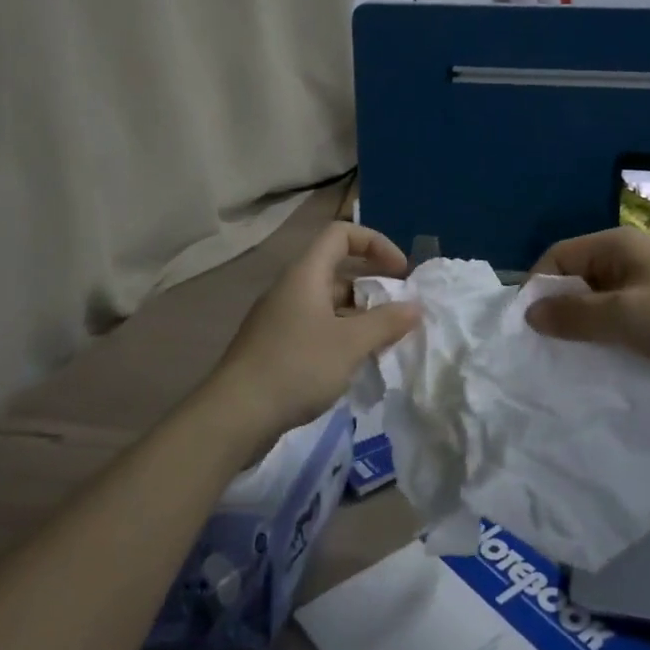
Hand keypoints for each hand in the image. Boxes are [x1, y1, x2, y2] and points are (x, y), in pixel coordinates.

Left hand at [211, 222, 420, 447]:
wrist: (234, 415)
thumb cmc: (297, 366)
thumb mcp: (351, 343)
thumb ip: (387, 322)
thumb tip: (414, 307)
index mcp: (305, 274)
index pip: (342, 234)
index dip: (375, 243)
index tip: (400, 272)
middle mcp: (291, 289)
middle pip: (337, 270)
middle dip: (372, 286)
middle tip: (398, 311)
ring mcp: (280, 319)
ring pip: (328, 303)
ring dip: (359, 315)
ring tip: (383, 342)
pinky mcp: (275, 347)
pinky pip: (316, 328)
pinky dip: (341, 336)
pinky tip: (355, 364)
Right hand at [525, 226, 649, 385]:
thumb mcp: (624, 317)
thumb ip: (573, 315)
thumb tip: (530, 313)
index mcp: (616, 247)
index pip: (557, 257)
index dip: (538, 288)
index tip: (529, 330)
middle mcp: (628, 259)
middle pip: (577, 280)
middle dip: (561, 313)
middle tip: (548, 353)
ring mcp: (649, 285)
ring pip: (600, 304)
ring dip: (587, 331)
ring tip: (573, 365)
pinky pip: (624, 320)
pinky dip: (611, 339)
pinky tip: (606, 365)